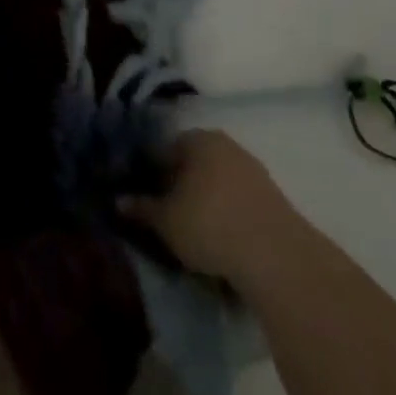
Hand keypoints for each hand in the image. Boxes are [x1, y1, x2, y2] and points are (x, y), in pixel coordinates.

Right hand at [121, 129, 297, 285]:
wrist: (277, 256)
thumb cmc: (210, 225)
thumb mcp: (166, 221)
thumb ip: (141, 208)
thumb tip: (118, 201)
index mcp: (197, 138)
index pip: (164, 149)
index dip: (150, 173)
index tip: (143, 198)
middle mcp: (225, 145)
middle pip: (192, 163)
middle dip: (178, 186)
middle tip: (165, 216)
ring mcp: (252, 170)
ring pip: (216, 182)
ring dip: (203, 201)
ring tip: (192, 233)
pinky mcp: (272, 198)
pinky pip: (237, 200)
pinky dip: (225, 214)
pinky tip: (220, 240)